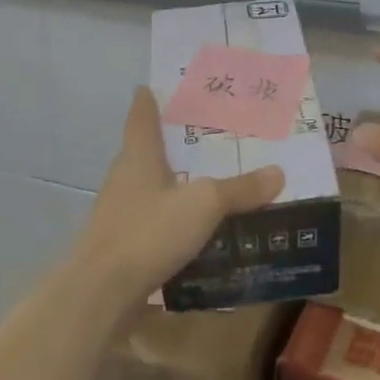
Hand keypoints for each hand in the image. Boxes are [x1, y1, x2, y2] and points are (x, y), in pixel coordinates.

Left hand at [71, 88, 284, 305]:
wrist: (101, 293)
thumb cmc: (149, 232)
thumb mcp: (204, 205)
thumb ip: (240, 189)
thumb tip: (278, 172)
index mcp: (138, 156)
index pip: (141, 116)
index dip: (148, 100)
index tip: (153, 86)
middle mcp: (125, 179)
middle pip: (146, 152)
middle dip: (172, 144)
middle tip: (207, 136)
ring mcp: (120, 215)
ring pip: (152, 189)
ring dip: (175, 185)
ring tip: (210, 182)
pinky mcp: (124, 247)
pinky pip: (155, 224)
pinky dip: (174, 221)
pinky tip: (198, 232)